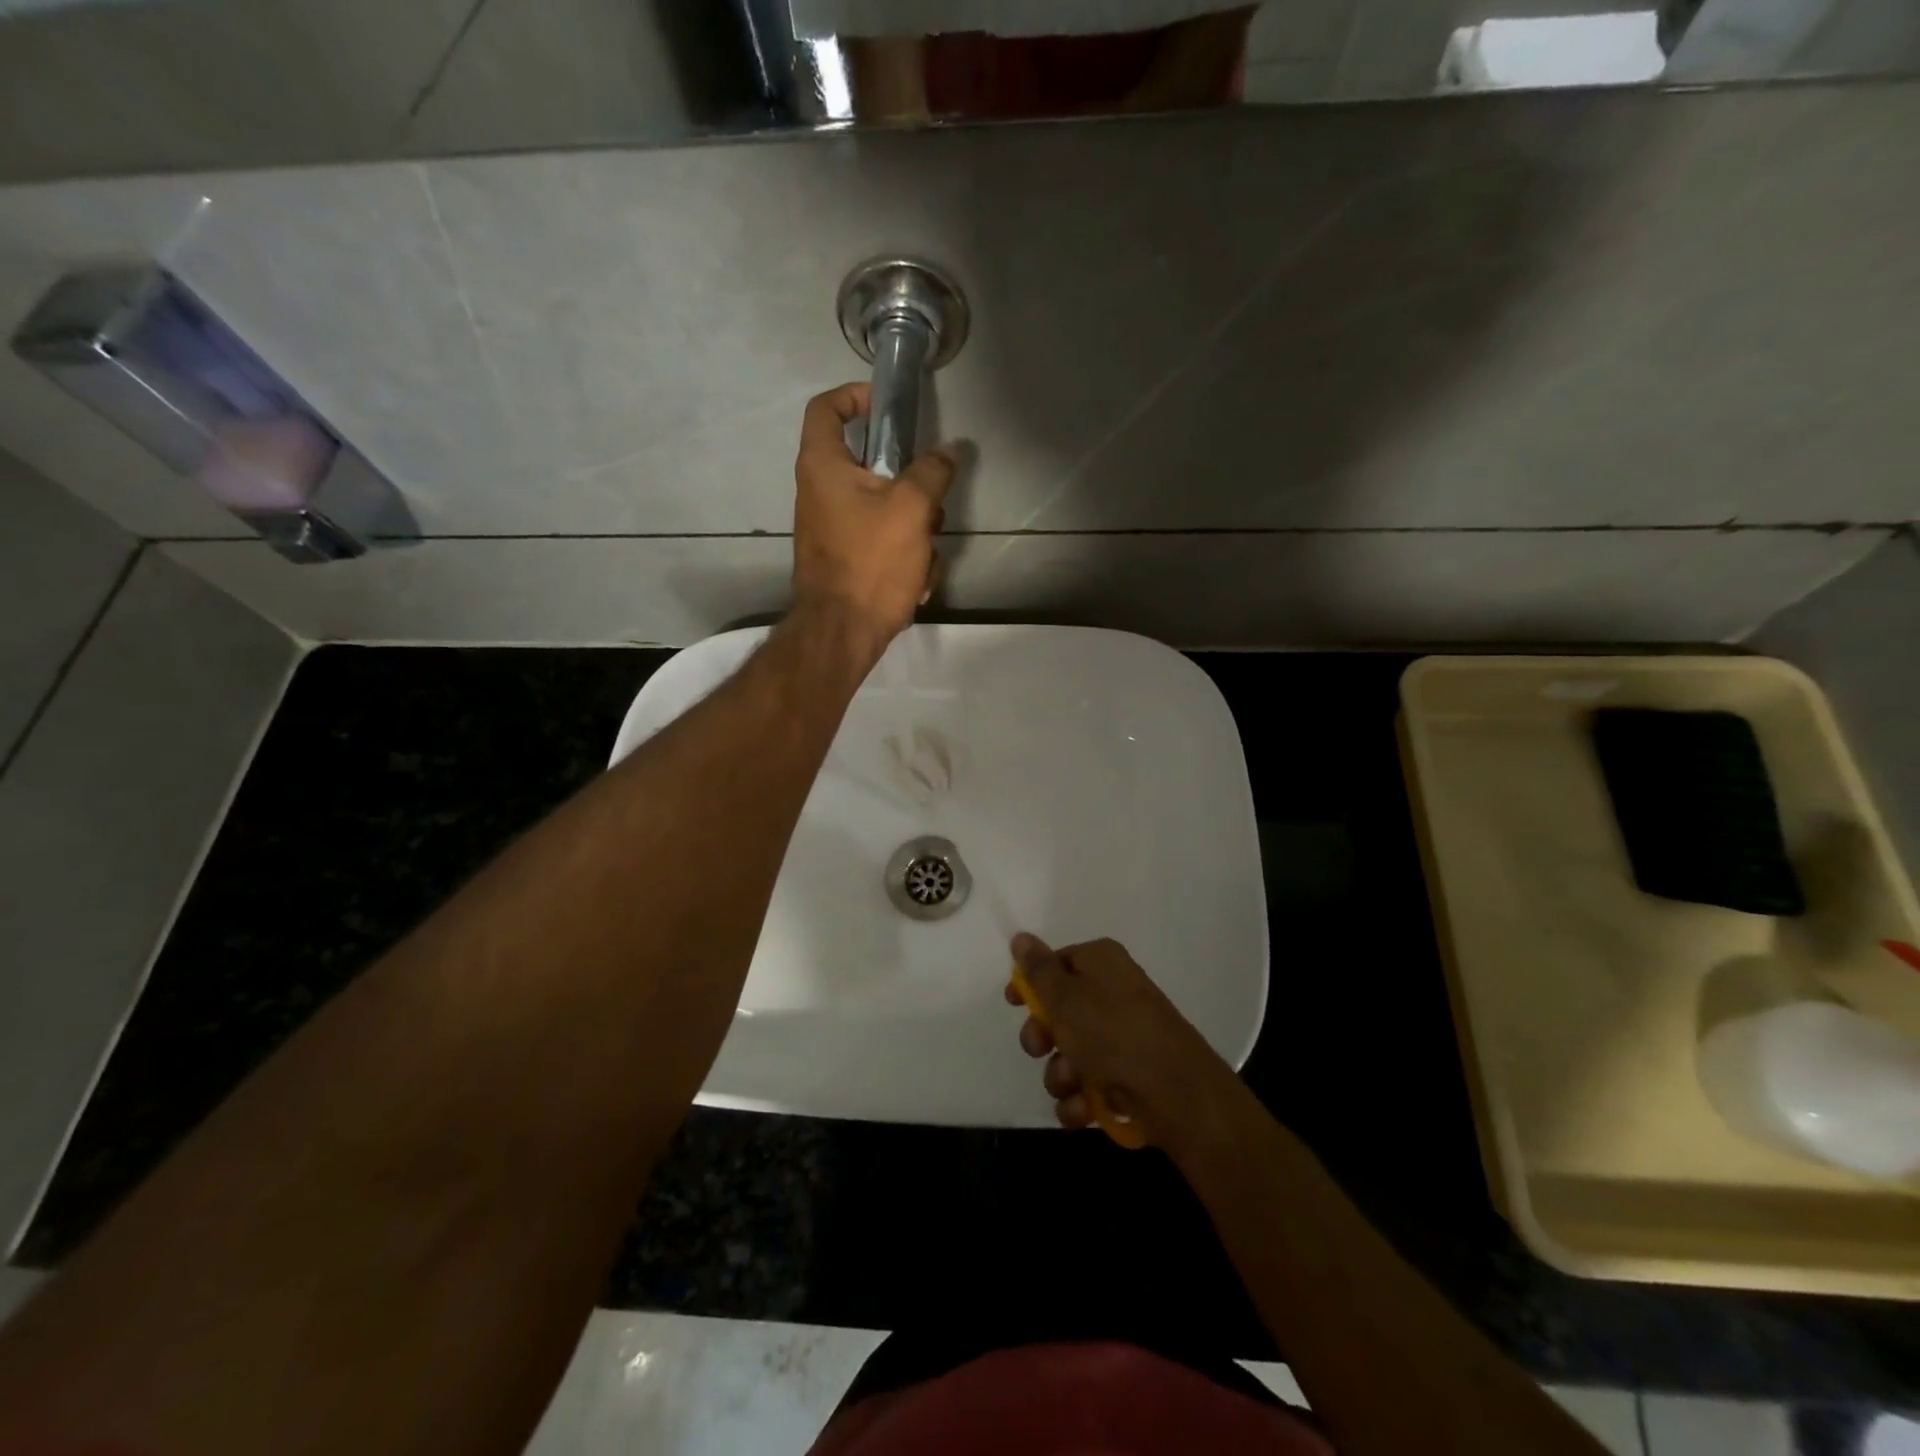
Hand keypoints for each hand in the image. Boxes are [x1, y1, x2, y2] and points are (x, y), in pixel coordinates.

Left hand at [791, 383, 955, 655]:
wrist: (843, 632)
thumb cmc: (871, 561)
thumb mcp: (912, 508)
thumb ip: (933, 472)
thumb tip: (950, 450)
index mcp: (823, 466)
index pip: (826, 407)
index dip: (855, 395)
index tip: (888, 407)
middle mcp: (819, 491)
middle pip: (870, 465)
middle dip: (910, 484)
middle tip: (930, 501)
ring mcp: (831, 528)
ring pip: (884, 508)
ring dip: (915, 528)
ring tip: (925, 554)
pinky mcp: (845, 558)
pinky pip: (881, 542)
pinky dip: (903, 556)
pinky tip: (915, 582)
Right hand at [1006, 933, 1240, 1153]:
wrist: (1177, 1095)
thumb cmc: (1114, 1034)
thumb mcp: (1065, 997)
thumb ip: (1038, 969)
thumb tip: (1021, 937)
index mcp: (1101, 963)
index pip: (1056, 963)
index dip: (1031, 984)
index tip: (1012, 1004)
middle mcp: (1112, 994)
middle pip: (1059, 1011)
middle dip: (1043, 1037)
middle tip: (1042, 1048)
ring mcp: (1122, 1037)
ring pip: (1070, 1054)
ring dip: (1061, 1074)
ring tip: (1074, 1084)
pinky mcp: (1128, 1076)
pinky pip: (1088, 1084)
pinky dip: (1081, 1099)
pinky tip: (1085, 1109)